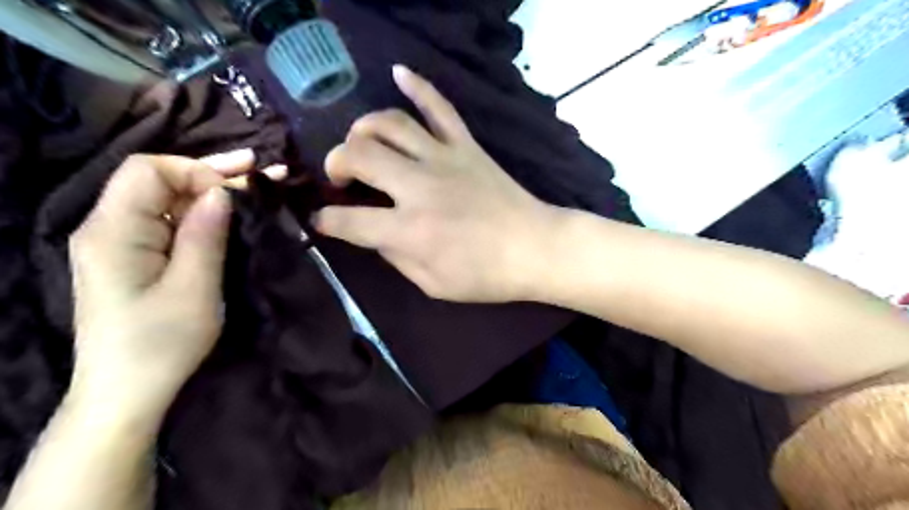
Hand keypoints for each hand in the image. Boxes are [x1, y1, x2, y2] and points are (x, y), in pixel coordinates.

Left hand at [68, 150, 277, 419]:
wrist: (126, 393)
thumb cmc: (161, 344)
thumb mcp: (193, 289)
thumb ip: (204, 235)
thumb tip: (221, 192)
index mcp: (113, 231)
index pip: (148, 171)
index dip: (197, 171)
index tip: (240, 190)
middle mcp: (108, 228)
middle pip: (157, 181)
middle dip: (211, 173)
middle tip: (260, 168)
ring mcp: (120, 244)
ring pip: (166, 200)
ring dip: (211, 192)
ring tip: (257, 185)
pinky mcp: (135, 259)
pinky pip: (168, 223)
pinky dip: (202, 214)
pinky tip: (230, 214)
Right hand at [313, 64, 558, 300]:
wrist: (535, 248)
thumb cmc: (486, 275)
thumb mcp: (433, 283)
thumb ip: (396, 257)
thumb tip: (373, 233)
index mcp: (410, 230)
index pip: (349, 220)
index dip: (326, 220)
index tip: (321, 219)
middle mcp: (419, 187)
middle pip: (359, 155)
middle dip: (336, 162)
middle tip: (341, 176)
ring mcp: (444, 159)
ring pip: (391, 124)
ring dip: (364, 129)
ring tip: (360, 142)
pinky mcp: (466, 146)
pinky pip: (439, 107)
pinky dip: (418, 86)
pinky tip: (399, 73)